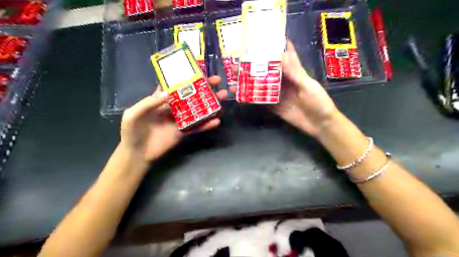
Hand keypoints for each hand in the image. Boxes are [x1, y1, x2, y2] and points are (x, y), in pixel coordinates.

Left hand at [118, 76, 224, 161]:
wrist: (137, 154)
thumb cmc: (132, 132)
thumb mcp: (133, 114)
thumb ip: (148, 103)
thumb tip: (167, 93)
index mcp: (160, 100)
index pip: (174, 85)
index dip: (185, 78)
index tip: (199, 71)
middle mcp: (172, 108)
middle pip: (191, 96)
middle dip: (204, 88)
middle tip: (217, 82)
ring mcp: (180, 120)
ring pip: (197, 110)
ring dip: (210, 104)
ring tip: (223, 98)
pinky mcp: (184, 132)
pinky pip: (197, 127)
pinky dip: (207, 125)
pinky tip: (217, 121)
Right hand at [230, 39, 335, 137]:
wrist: (320, 124)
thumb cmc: (318, 101)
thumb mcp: (307, 85)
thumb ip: (294, 72)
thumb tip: (281, 54)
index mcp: (293, 73)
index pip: (283, 56)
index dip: (274, 47)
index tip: (261, 39)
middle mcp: (283, 82)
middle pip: (267, 71)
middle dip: (254, 66)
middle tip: (238, 61)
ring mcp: (277, 95)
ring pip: (261, 86)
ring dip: (249, 82)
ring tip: (235, 79)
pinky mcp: (274, 107)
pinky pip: (261, 102)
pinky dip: (251, 99)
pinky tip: (241, 96)